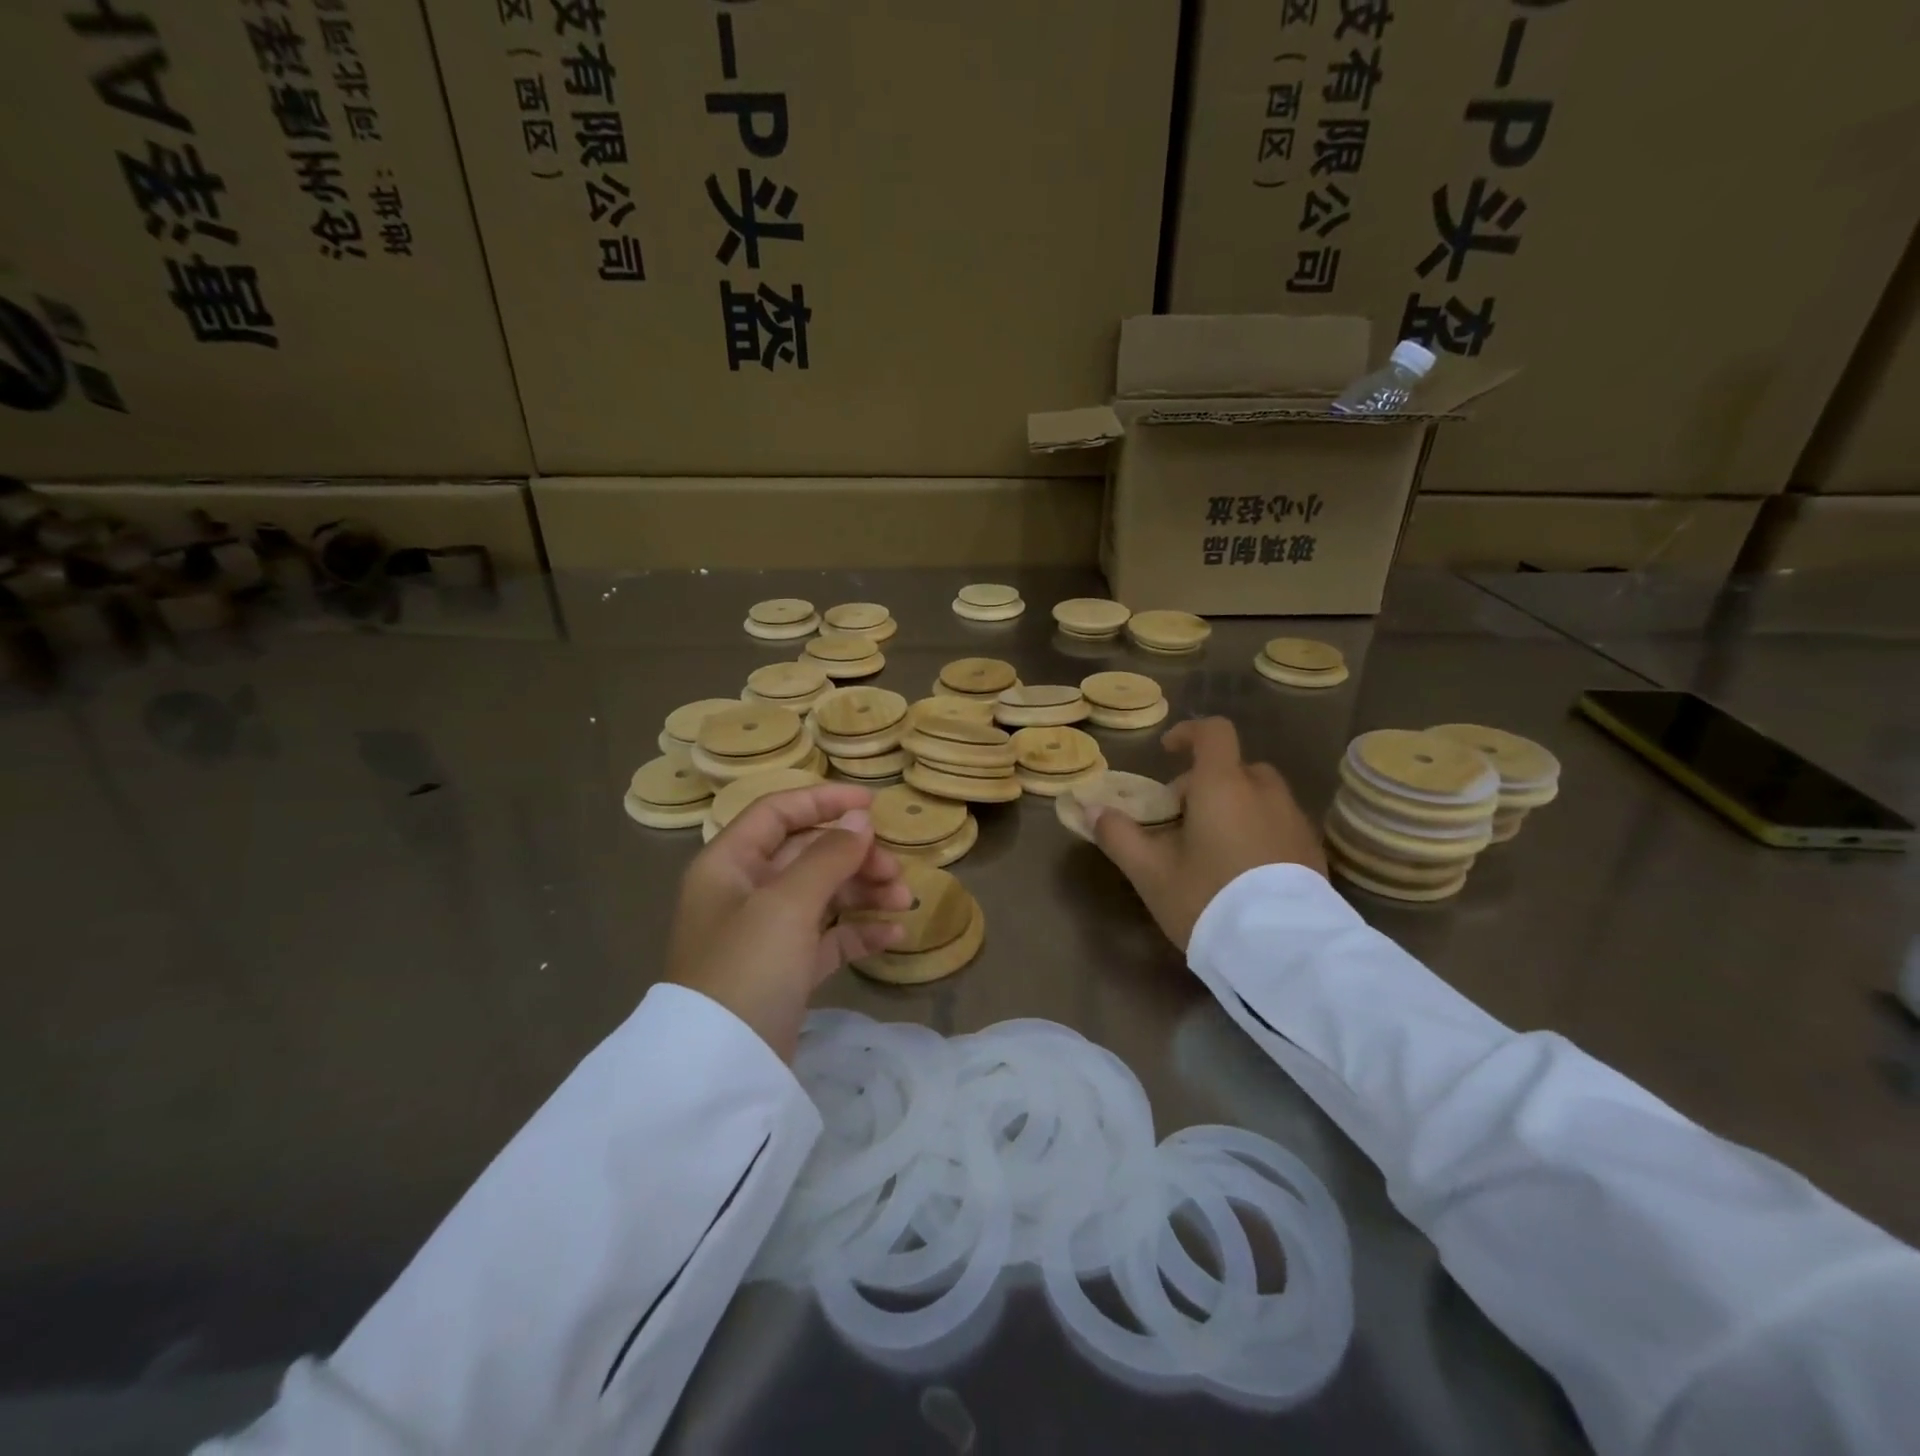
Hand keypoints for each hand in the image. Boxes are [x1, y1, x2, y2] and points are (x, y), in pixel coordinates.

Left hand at [666, 784, 910, 1059]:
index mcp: (729, 863)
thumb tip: (860, 820)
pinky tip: (894, 936)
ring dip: (864, 892)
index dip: (824, 801)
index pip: (778, 812)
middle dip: (854, 856)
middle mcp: (744, 891)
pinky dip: (859, 931)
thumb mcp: (787, 903)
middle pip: (806, 853)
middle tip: (895, 871)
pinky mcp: (785, 970)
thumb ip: (828, 856)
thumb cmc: (747, 967)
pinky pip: (828, 936)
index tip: (873, 806)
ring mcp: (765, 933)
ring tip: (904, 901)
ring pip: (822, 894)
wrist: (720, 1070)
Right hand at [1085, 716, 1324, 951]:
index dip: (1188, 734)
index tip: (1168, 753)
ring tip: (1213, 850)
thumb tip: (1092, 810)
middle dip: (1205, 785)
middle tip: (1181, 822)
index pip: (1213, 732)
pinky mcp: (1312, 851)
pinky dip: (1258, 831)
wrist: (1283, 951)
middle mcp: (1265, 792)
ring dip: (1234, 807)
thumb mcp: (1151, 872)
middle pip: (1234, 768)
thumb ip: (1119, 835)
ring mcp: (1294, 820)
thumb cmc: (1208, 898)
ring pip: (1260, 796)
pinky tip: (1244, 872)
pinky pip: (1279, 824)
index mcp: (1223, 785)